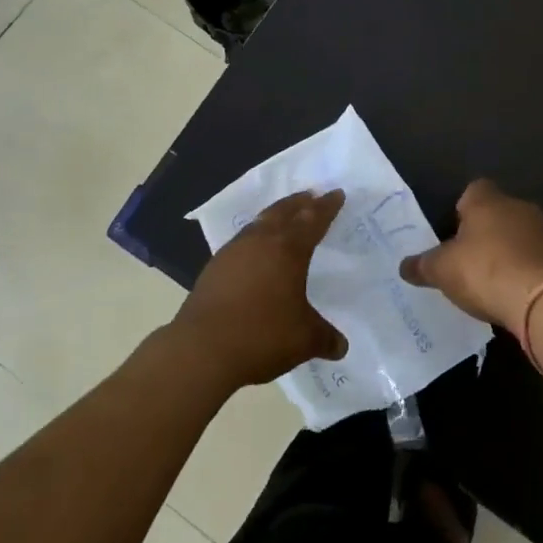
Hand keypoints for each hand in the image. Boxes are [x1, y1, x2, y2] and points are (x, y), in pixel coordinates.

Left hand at [170, 189, 348, 390]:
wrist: (202, 349)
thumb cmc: (262, 336)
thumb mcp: (304, 340)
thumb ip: (325, 338)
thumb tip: (341, 346)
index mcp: (288, 250)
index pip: (313, 220)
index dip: (327, 207)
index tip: (336, 193)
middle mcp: (261, 241)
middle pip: (283, 212)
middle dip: (300, 202)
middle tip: (311, 196)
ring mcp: (233, 252)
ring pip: (259, 223)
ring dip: (275, 215)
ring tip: (284, 216)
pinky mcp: (214, 267)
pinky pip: (242, 240)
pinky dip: (255, 236)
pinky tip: (254, 250)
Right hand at [399, 179, 542, 331]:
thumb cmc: (485, 271)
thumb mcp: (442, 270)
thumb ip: (422, 266)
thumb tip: (404, 267)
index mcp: (487, 200)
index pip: (473, 190)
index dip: (461, 210)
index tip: (453, 233)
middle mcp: (517, 206)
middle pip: (497, 212)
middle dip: (485, 232)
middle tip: (468, 260)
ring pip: (519, 233)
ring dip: (508, 250)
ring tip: (492, 280)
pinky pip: (536, 256)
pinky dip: (526, 269)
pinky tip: (515, 291)